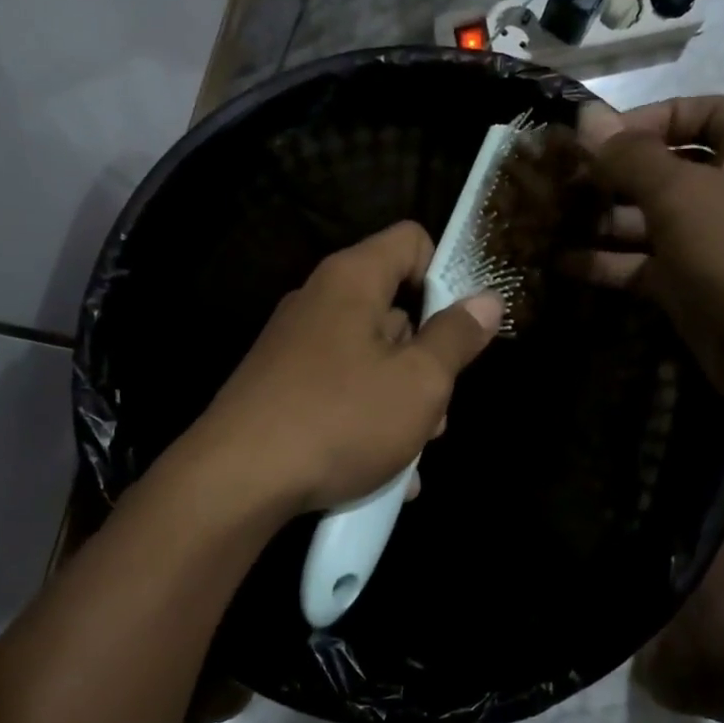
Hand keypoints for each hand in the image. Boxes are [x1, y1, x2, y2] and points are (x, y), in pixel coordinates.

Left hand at [185, 222, 503, 517]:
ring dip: (400, 407)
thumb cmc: (340, 420)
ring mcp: (294, 349)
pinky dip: (365, 425)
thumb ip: (456, 338)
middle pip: (394, 313)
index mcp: (352, 280)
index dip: (445, 275)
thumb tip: (487, 300)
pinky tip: (381, 476)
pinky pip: (340, 395)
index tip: (462, 328)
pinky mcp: (280, 390)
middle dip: (426, 364)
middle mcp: (319, 303)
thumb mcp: (418, 383)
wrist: (236, 481)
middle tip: (436, 416)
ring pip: (370, 363)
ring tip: (408, 459)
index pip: (411, 241)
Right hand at [577, 95, 723, 430]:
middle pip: (667, 171)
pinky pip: (646, 268)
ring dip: (602, 221)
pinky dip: (608, 264)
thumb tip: (587, 118)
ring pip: (651, 222)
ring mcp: (715, 246)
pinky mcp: (696, 291)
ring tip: (546, 222)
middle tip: (556, 184)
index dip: (645, 119)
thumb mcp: (685, 195)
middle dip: (612, 175)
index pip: (698, 113)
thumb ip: (630, 158)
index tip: (591, 139)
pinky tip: (562, 264)